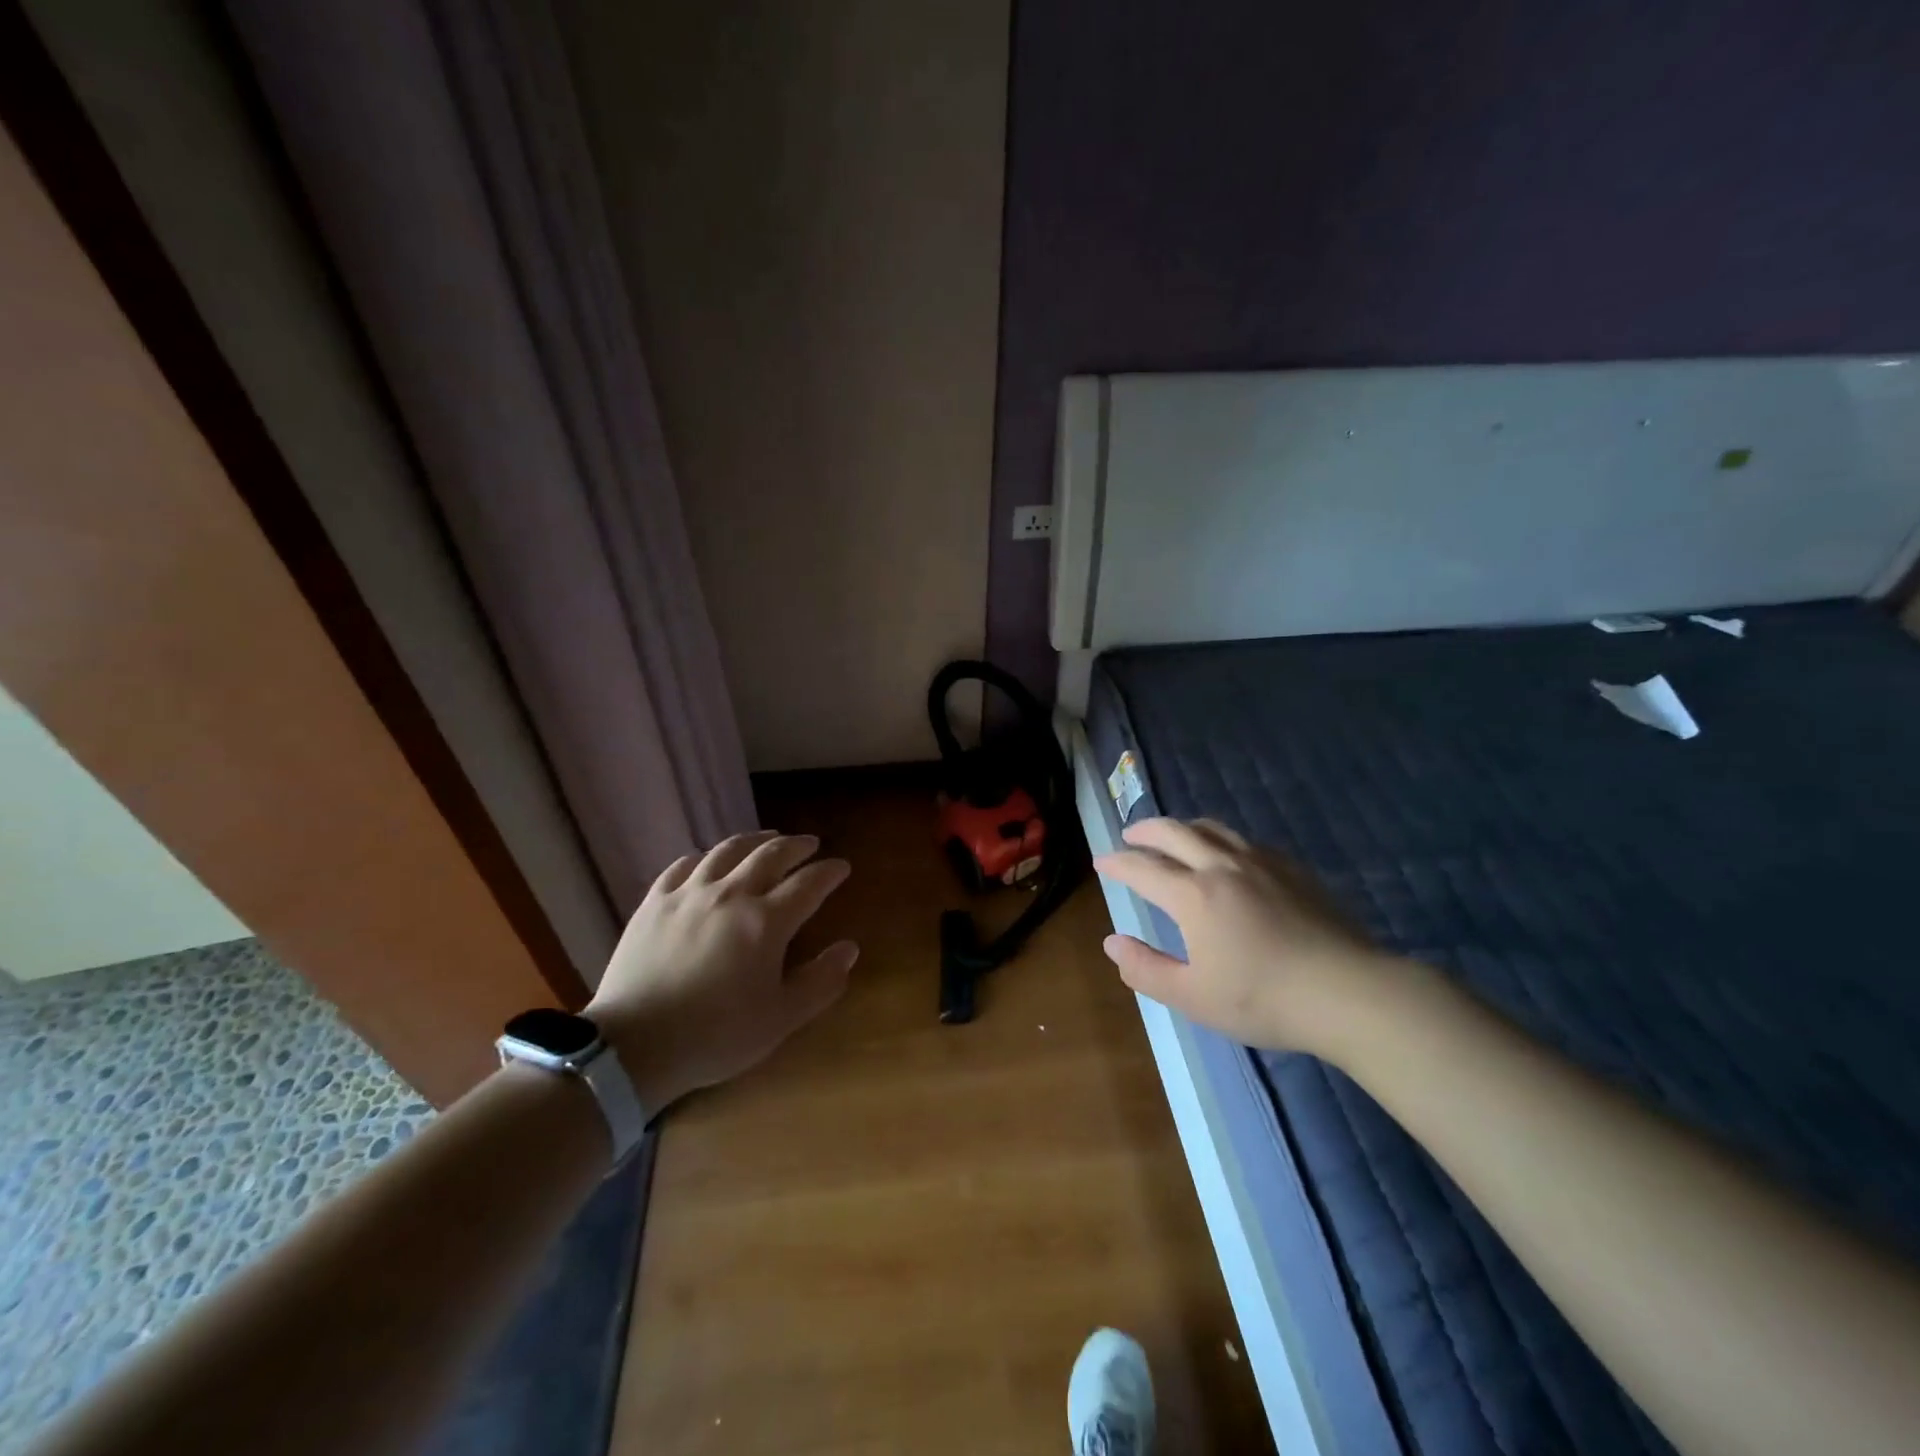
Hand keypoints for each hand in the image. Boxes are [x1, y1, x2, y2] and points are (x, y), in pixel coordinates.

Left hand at [585, 830, 856, 1110]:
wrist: (633, 1046)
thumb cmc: (716, 1035)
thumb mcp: (781, 1019)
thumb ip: (820, 982)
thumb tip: (849, 949)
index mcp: (766, 921)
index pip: (808, 884)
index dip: (829, 872)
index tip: (842, 866)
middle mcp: (731, 894)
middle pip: (771, 855)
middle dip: (797, 846)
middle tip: (810, 844)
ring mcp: (689, 894)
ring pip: (728, 850)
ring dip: (755, 840)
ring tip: (768, 839)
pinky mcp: (655, 902)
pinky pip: (684, 865)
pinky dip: (705, 857)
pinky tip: (709, 861)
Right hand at [1094, 817, 1392, 1054]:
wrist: (1348, 993)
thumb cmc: (1263, 999)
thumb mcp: (1193, 997)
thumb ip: (1146, 969)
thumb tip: (1112, 943)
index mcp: (1194, 895)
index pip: (1143, 868)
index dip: (1117, 863)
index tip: (1102, 863)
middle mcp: (1222, 866)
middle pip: (1174, 832)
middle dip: (1145, 830)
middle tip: (1130, 835)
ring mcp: (1261, 863)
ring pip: (1212, 828)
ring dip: (1183, 827)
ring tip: (1173, 836)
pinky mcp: (1292, 869)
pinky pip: (1245, 840)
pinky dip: (1220, 839)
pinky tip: (1228, 855)